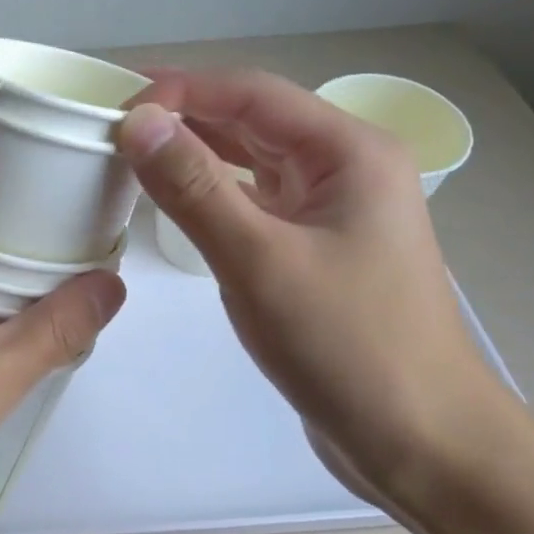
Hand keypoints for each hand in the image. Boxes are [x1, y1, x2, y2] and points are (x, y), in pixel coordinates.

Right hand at [118, 67, 505, 513]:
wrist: (422, 442)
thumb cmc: (348, 346)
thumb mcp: (259, 261)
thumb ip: (194, 187)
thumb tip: (138, 122)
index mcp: (348, 151)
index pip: (250, 93)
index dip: (180, 90)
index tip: (115, 108)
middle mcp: (345, 167)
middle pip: (252, 119)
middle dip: (183, 115)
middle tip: (110, 125)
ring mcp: (332, 208)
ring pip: (252, 159)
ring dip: (195, 152)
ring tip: (130, 153)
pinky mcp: (316, 247)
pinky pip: (255, 200)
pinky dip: (211, 192)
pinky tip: (172, 199)